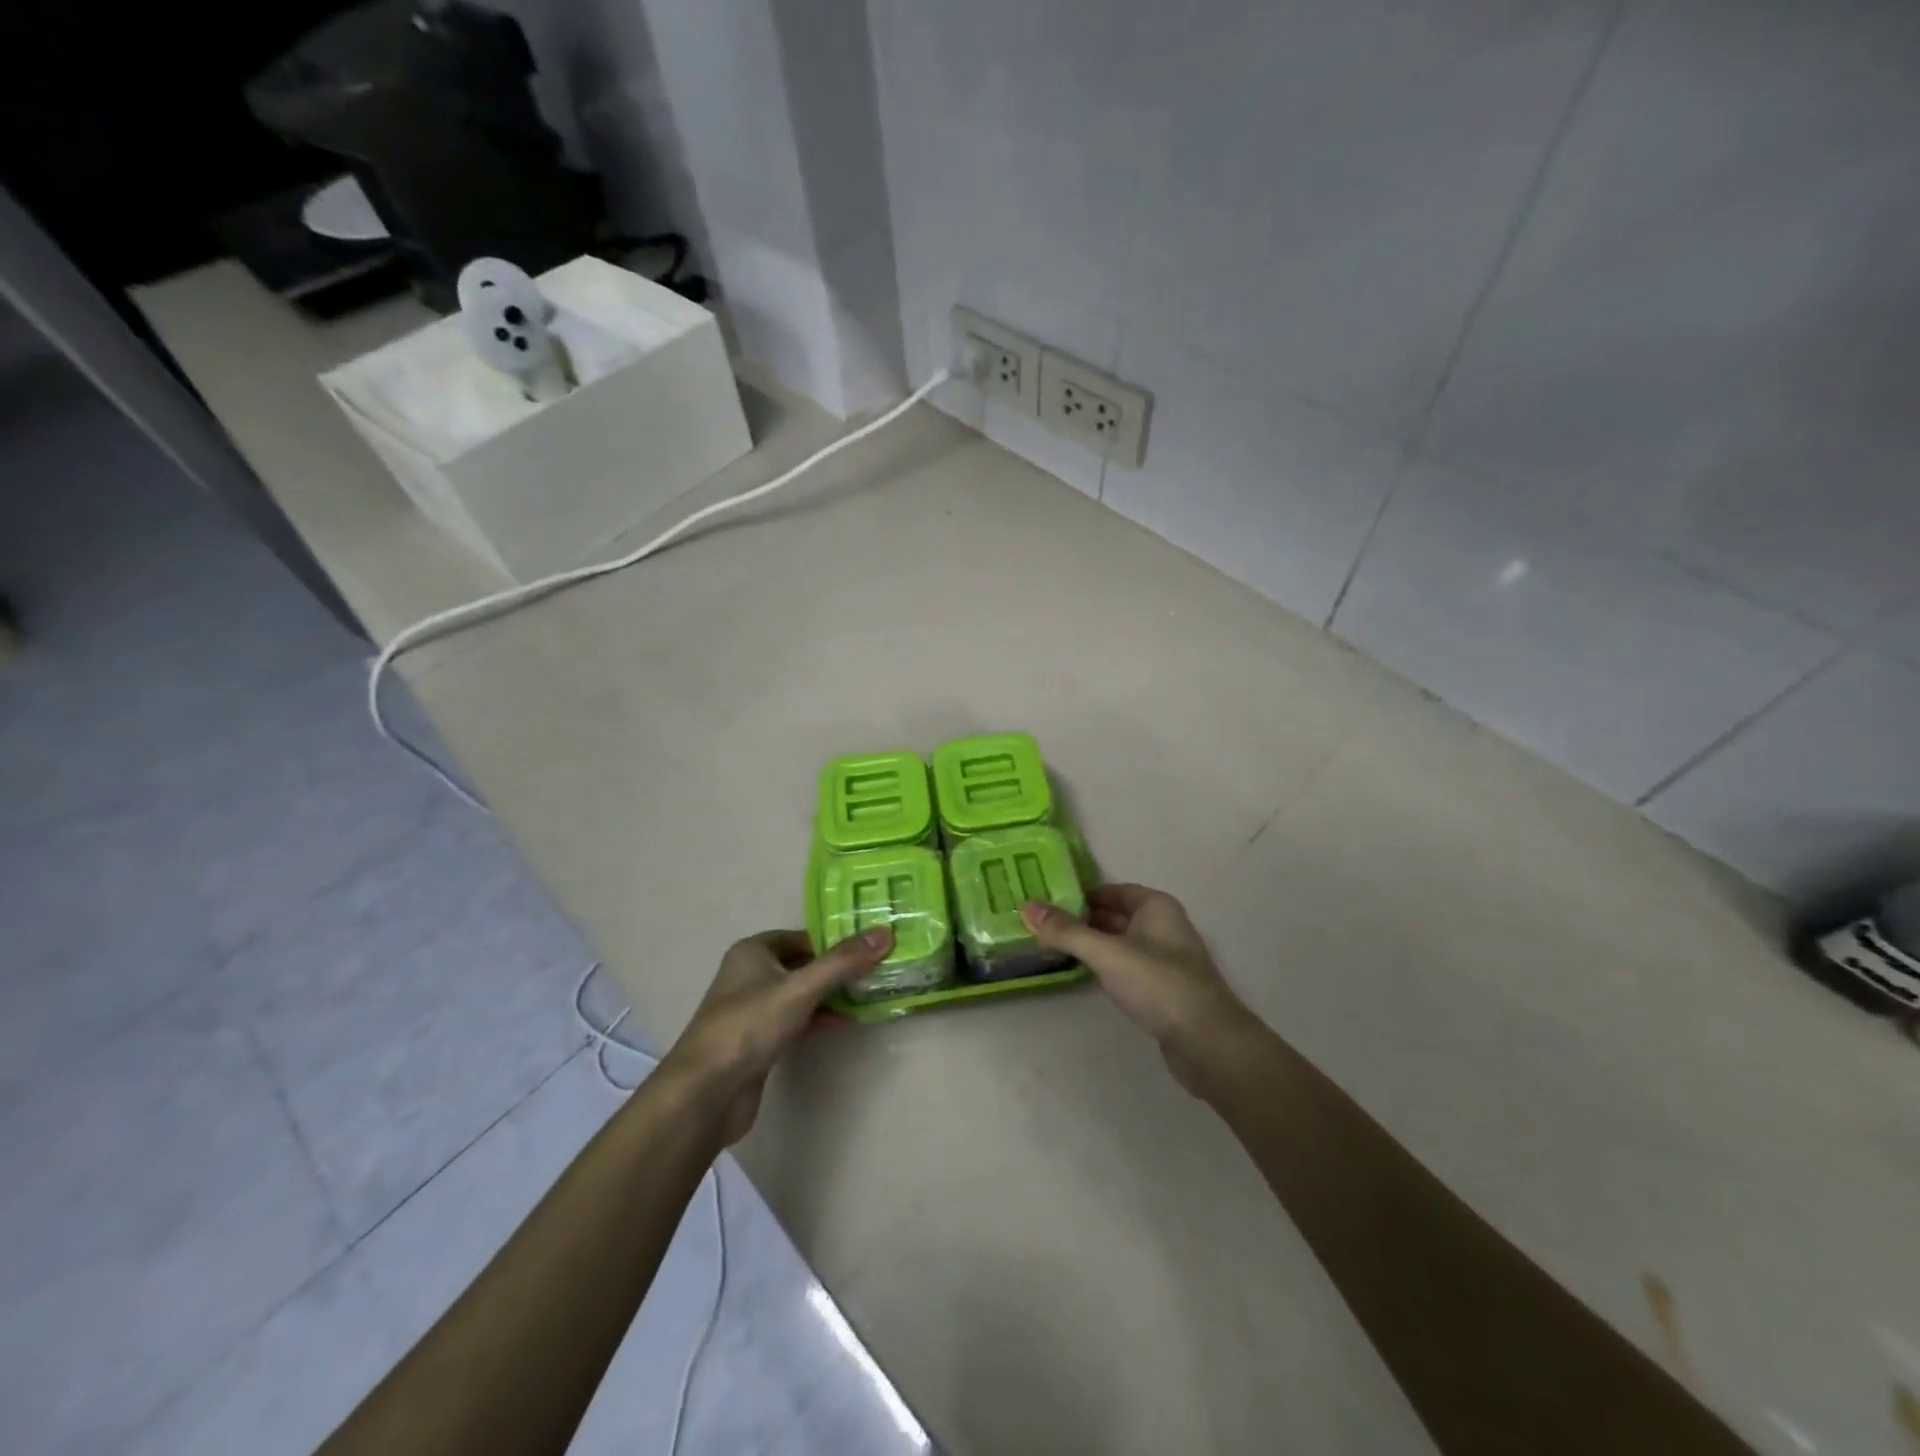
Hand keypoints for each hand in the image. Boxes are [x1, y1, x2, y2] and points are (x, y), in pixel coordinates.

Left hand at [660, 926, 891, 1143]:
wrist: (706, 1093)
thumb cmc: (749, 1026)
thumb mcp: (801, 988)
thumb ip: (843, 962)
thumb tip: (885, 933)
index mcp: (753, 952)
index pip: (802, 937)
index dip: (834, 940)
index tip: (870, 945)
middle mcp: (750, 975)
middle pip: (803, 964)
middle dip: (837, 968)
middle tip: (877, 968)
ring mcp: (754, 1010)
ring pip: (801, 994)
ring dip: (831, 994)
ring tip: (870, 993)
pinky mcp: (759, 1041)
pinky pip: (796, 1020)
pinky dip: (819, 1018)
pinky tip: (846, 1021)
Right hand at [1022, 884, 1253, 1094]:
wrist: (1207, 1042)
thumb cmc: (1158, 984)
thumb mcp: (1107, 953)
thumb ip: (1066, 931)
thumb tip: (1027, 906)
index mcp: (1155, 907)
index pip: (1111, 891)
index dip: (1080, 894)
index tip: (1046, 900)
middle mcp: (1163, 926)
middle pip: (1115, 915)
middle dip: (1081, 919)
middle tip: (1041, 924)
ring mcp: (1165, 958)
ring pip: (1120, 942)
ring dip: (1091, 944)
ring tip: (1052, 946)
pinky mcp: (1163, 988)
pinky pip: (1126, 966)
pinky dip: (1105, 965)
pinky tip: (1083, 973)